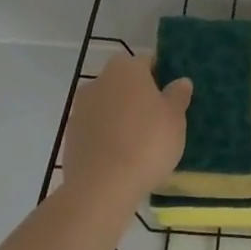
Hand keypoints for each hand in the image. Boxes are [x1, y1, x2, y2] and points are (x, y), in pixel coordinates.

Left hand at [60, 52, 190, 203]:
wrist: (101, 187)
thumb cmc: (147, 143)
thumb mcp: (175, 118)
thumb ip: (178, 96)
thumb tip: (181, 81)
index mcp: (126, 68)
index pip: (147, 62)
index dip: (161, 77)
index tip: (171, 98)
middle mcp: (98, 80)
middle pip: (125, 83)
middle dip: (139, 97)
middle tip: (158, 122)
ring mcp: (80, 109)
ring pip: (108, 107)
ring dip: (121, 118)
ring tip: (140, 144)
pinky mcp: (70, 136)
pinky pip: (96, 130)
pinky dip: (107, 138)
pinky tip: (121, 158)